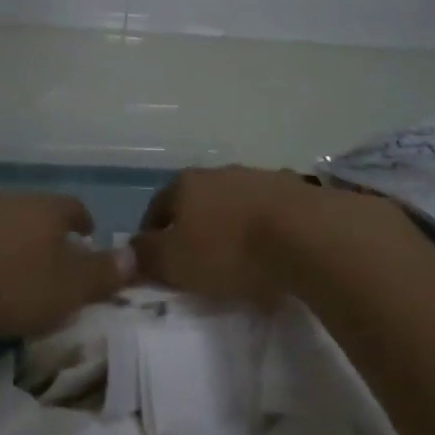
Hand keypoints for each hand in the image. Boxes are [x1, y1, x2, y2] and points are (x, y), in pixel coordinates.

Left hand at [0, 193, 132, 338]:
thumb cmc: (9, 284)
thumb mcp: (66, 289)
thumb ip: (100, 274)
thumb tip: (133, 256)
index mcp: (47, 209)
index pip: (74, 208)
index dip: (84, 222)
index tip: (88, 236)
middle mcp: (11, 199)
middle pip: (36, 211)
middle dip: (46, 232)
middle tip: (52, 258)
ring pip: (1, 220)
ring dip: (10, 240)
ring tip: (12, 267)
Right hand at [130, 165, 315, 305]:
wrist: (306, 236)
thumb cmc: (229, 250)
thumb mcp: (174, 262)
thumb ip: (146, 256)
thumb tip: (129, 250)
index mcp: (185, 184)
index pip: (158, 207)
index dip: (152, 234)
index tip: (156, 260)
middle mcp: (220, 172)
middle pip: (198, 201)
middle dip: (194, 227)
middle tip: (198, 261)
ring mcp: (260, 177)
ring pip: (235, 204)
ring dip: (232, 226)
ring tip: (239, 260)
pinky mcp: (296, 191)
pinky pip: (270, 213)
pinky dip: (265, 230)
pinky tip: (272, 253)